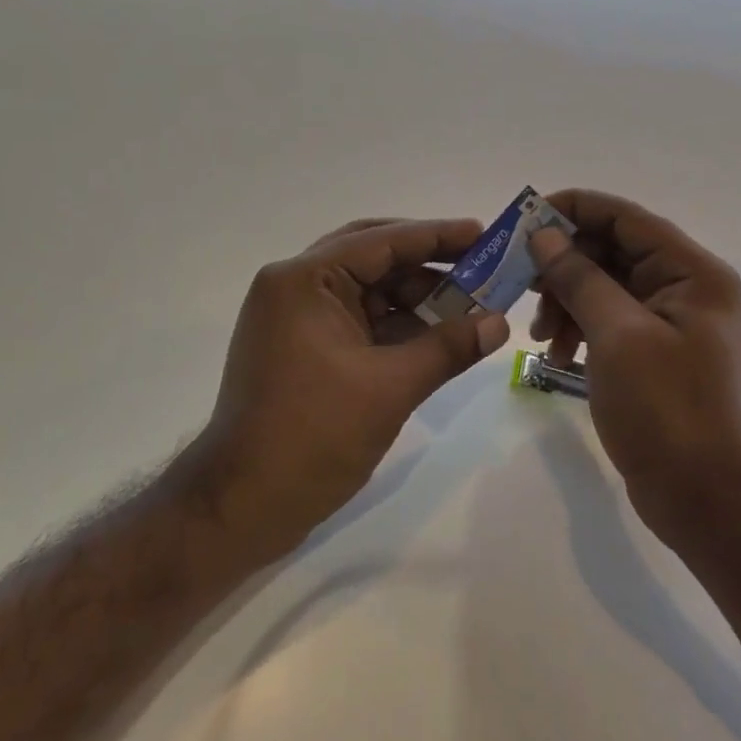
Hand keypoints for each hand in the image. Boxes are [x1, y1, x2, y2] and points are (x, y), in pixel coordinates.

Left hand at [182, 217, 511, 561]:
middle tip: (479, 266)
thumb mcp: (390, 388)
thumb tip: (500, 323)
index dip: (436, 236)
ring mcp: (296, 318)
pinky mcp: (302, 348)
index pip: (381, 241)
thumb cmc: (312, 437)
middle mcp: (296, 287)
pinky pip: (358, 321)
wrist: (240, 507)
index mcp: (305, 280)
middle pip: (373, 258)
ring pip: (368, 291)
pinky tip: (436, 336)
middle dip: (428, 264)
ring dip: (416, 298)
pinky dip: (396, 326)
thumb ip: (447, 348)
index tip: (483, 233)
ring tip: (469, 306)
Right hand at [527, 190, 740, 536]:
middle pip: (611, 250)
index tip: (524, 221)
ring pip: (603, 285)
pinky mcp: (653, 348)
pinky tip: (556, 355)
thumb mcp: (616, 335)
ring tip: (539, 336)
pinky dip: (578, 328)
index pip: (624, 217)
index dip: (572, 210)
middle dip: (563, 267)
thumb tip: (543, 234)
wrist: (702, 497)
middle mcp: (684, 285)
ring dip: (565, 301)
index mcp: (691, 271)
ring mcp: (669, 319)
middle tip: (521, 285)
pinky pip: (607, 318)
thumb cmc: (665, 408)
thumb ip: (579, 276)